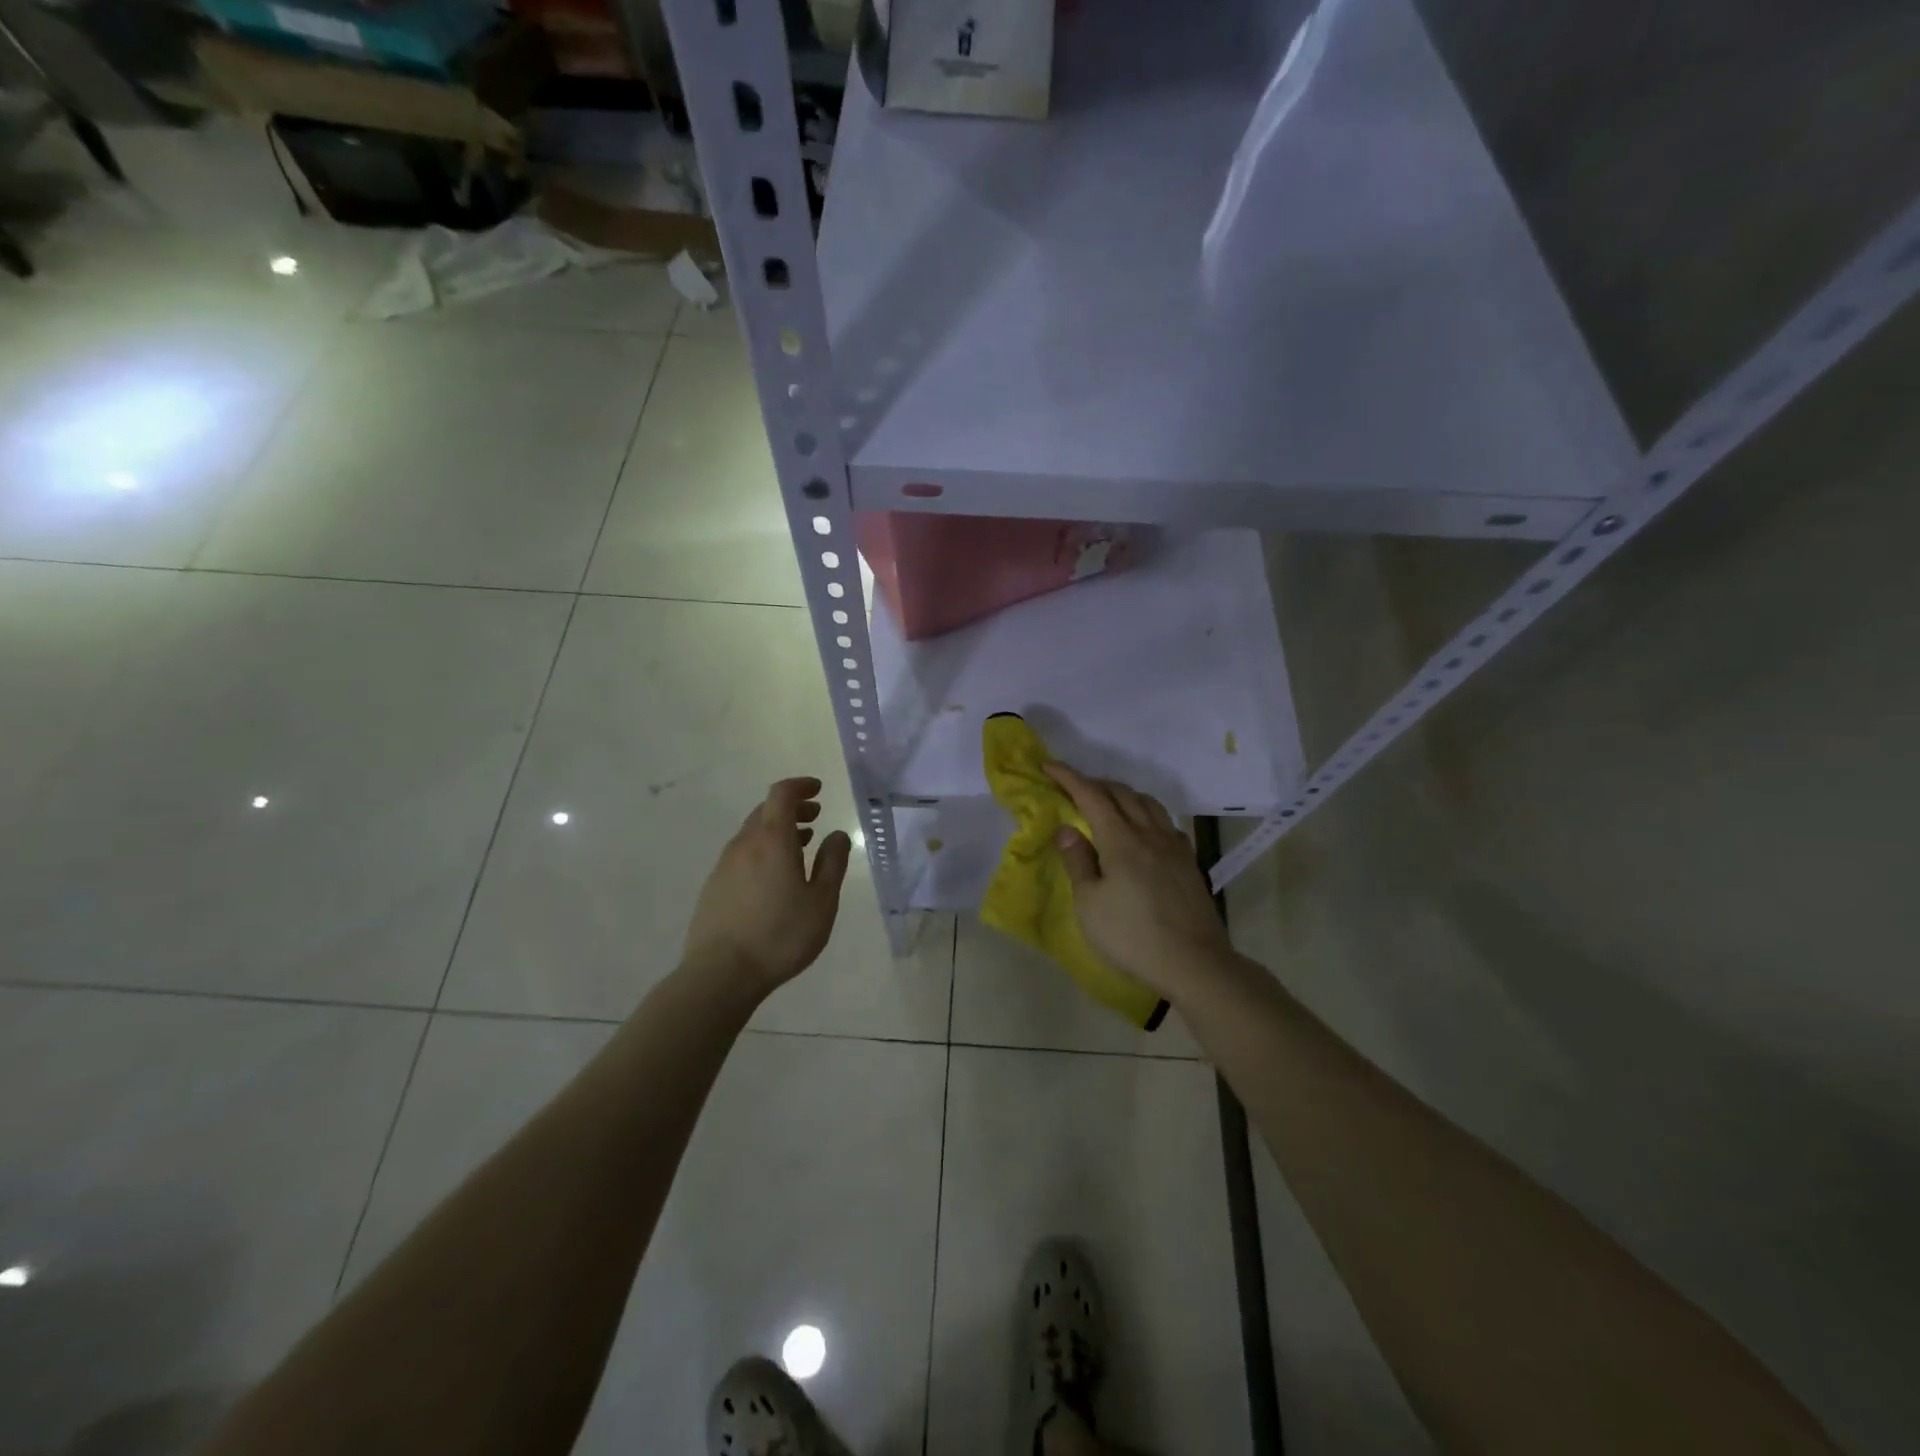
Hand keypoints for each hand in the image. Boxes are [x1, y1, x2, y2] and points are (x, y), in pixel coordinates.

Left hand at [683, 777, 852, 999]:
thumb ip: (832, 863)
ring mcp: (724, 865)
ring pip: (753, 834)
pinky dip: (762, 850)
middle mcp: (744, 844)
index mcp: (772, 840)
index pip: (782, 795)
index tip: (818, 790)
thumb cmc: (780, 935)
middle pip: (766, 811)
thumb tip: (836, 835)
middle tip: (815, 817)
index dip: (800, 786)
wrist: (720, 973)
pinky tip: (774, 876)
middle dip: (792, 808)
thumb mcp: (821, 901)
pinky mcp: (714, 886)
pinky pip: (742, 854)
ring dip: (777, 830)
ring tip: (800, 846)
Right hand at [1045, 762, 1234, 998]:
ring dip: (1123, 794)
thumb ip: (1078, 861)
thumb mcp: (1090, 904)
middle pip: (1121, 793)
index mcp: (1120, 840)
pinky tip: (1142, 829)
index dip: (1068, 777)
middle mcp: (1149, 833)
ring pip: (1147, 803)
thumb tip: (1067, 828)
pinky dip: (1146, 813)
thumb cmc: (1132, 936)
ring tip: (1107, 803)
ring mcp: (1173, 845)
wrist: (1194, 962)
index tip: (1048, 765)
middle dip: (1094, 783)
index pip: (1091, 795)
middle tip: (1072, 787)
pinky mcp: (1188, 861)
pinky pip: (1164, 821)